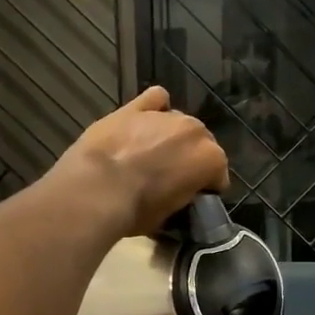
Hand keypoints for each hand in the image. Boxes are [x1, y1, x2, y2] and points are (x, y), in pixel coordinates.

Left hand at [56, 86, 230, 235]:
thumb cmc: (137, 210)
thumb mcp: (169, 215)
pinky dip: (154, 108)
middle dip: (189, 158)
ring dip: (171, 137)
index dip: (205, 188)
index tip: (191, 198)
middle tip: (169, 178)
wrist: (97, 189)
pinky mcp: (135, 107)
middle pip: (200, 144)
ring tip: (150, 154)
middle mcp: (195, 131)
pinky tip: (145, 121)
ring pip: (179, 123)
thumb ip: (182, 196)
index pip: (217, 175)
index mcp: (210, 159)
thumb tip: (177, 194)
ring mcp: (165, 116)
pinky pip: (155, 99)